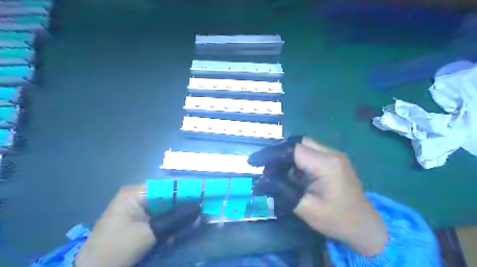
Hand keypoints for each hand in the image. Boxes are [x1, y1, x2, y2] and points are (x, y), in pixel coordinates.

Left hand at [76, 183, 200, 266]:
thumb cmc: (117, 249)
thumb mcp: (149, 233)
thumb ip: (176, 219)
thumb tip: (200, 207)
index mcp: (135, 193)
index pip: (168, 187)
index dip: (187, 190)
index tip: (204, 194)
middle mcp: (137, 195)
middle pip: (167, 196)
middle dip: (184, 204)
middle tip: (202, 209)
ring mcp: (136, 207)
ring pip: (165, 206)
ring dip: (178, 214)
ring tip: (194, 219)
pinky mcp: (137, 219)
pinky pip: (159, 215)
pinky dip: (170, 221)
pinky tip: (178, 228)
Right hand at [250, 138, 386, 256]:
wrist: (364, 227)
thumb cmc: (336, 219)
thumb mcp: (306, 208)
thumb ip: (283, 190)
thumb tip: (262, 179)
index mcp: (326, 164)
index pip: (292, 149)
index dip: (271, 154)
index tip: (255, 162)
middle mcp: (332, 153)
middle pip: (298, 142)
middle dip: (280, 153)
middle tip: (267, 167)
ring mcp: (335, 155)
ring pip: (304, 146)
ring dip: (289, 156)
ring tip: (278, 172)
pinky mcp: (334, 160)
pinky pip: (311, 153)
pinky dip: (298, 160)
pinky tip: (293, 174)